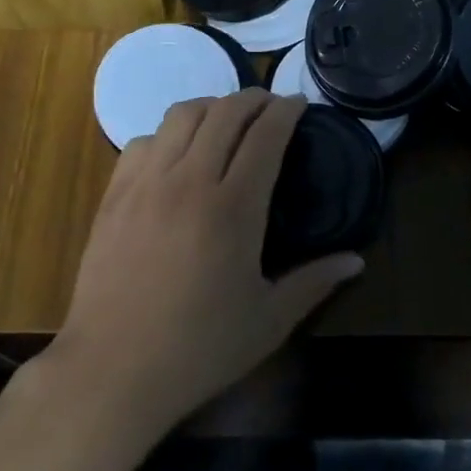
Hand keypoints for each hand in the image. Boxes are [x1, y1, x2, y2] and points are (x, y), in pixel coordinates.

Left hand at [50, 90, 362, 435]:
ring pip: (181, 115)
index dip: (285, 111)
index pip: (265, 135)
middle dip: (252, 99)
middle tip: (269, 106)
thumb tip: (357, 260)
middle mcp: (190, 180)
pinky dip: (168, 134)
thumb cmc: (198, 349)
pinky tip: (177, 155)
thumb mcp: (268, 322)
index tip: (298, 103)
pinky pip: (144, 140)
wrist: (112, 371)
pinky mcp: (115, 194)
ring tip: (226, 120)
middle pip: (224, 112)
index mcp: (234, 207)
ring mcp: (147, 183)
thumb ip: (315, 283)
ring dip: (211, 107)